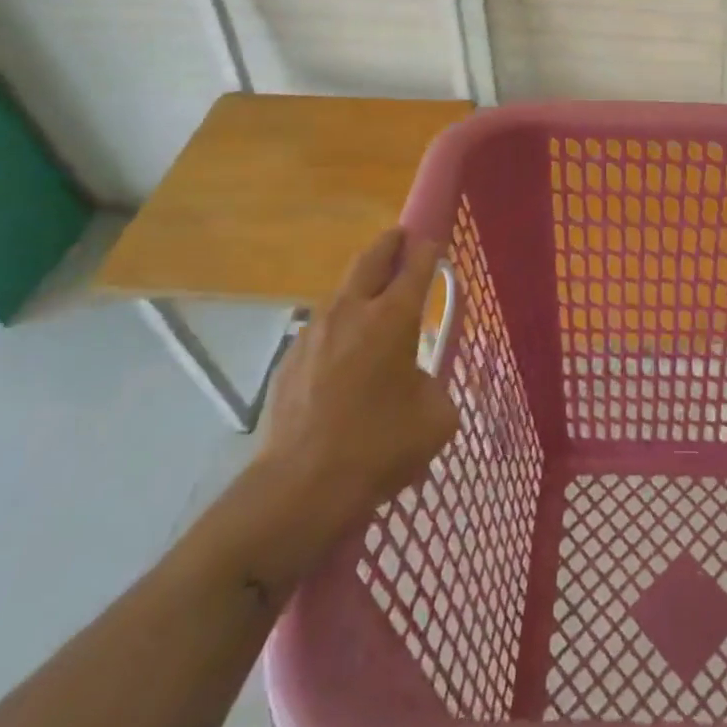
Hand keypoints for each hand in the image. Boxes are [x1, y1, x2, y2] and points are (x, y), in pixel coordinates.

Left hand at [245, 228, 459, 574]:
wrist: (299, 488)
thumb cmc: (379, 445)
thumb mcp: (435, 419)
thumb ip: (436, 387)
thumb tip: (422, 384)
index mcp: (393, 317)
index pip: (416, 264)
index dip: (428, 249)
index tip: (434, 242)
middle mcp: (353, 311)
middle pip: (371, 258)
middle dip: (390, 243)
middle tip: (401, 238)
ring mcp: (314, 332)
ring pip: (342, 291)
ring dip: (361, 286)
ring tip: (374, 301)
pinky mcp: (289, 359)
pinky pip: (321, 329)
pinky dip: (338, 328)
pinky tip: (343, 357)